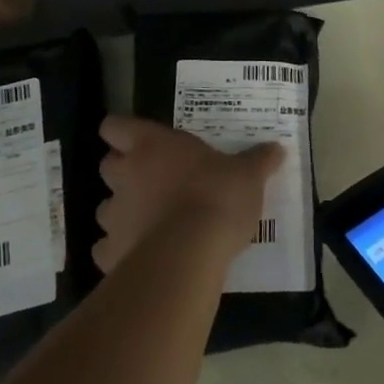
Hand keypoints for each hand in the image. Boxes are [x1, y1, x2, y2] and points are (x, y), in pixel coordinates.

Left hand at [93, 116, 279, 273]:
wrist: (189, 256)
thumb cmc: (216, 198)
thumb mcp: (248, 176)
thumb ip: (258, 161)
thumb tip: (277, 148)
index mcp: (151, 145)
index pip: (116, 126)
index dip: (122, 131)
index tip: (138, 140)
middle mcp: (126, 175)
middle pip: (108, 164)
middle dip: (124, 171)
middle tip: (152, 180)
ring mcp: (114, 216)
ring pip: (105, 208)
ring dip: (123, 212)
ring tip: (150, 222)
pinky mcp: (110, 254)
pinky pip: (107, 249)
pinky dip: (119, 252)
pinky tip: (141, 257)